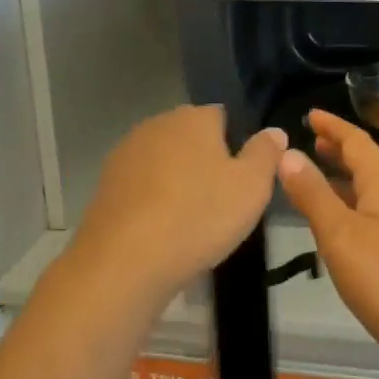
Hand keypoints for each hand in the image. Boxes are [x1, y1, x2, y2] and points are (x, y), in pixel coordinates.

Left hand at [69, 105, 287, 306]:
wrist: (124, 261)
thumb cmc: (199, 216)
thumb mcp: (252, 186)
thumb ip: (266, 153)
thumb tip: (274, 131)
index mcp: (194, 117)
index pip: (223, 116)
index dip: (236, 145)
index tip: (242, 180)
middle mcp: (157, 124)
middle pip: (191, 138)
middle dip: (205, 163)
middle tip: (221, 204)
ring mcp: (126, 153)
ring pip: (164, 163)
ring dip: (177, 183)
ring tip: (190, 223)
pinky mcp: (105, 185)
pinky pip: (141, 187)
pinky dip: (152, 202)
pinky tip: (160, 232)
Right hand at [278, 110, 378, 374]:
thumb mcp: (340, 235)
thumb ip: (313, 195)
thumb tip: (288, 153)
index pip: (357, 142)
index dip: (333, 126)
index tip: (311, 114)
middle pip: (367, 164)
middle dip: (339, 151)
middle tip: (312, 142)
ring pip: (370, 192)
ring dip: (344, 181)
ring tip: (316, 182)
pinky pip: (374, 217)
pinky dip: (351, 209)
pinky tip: (339, 231)